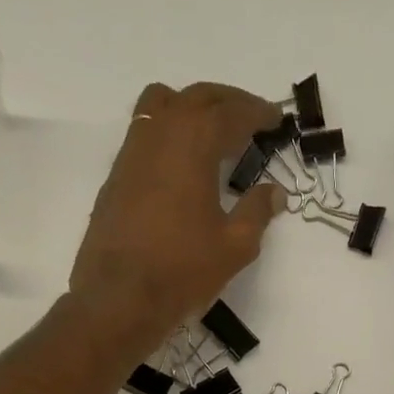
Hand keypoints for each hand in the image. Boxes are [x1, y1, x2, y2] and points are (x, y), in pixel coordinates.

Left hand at [69, 81, 284, 349]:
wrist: (120, 297)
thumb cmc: (182, 270)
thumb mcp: (234, 246)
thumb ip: (256, 212)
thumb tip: (274, 192)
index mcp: (194, 142)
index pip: (231, 113)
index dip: (258, 113)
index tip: (276, 119)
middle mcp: (160, 133)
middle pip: (197, 97)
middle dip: (228, 102)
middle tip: (250, 117)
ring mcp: (132, 151)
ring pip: (163, 104)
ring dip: (192, 107)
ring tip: (211, 132)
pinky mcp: (116, 174)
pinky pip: (145, 131)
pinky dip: (168, 131)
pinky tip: (180, 162)